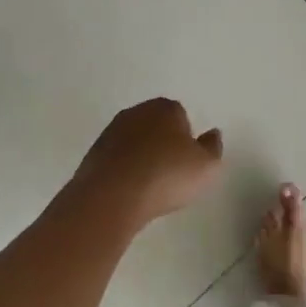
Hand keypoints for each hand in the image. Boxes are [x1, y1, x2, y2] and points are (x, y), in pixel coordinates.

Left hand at [71, 98, 222, 228]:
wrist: (111, 198)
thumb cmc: (166, 176)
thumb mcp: (207, 166)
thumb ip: (213, 147)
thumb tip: (212, 134)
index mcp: (165, 108)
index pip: (181, 116)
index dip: (186, 139)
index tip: (187, 161)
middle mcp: (136, 112)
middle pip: (155, 126)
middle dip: (162, 144)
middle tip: (170, 174)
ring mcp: (110, 132)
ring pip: (133, 142)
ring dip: (140, 158)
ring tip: (149, 188)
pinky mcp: (91, 155)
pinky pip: (115, 161)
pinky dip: (123, 172)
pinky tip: (128, 193)